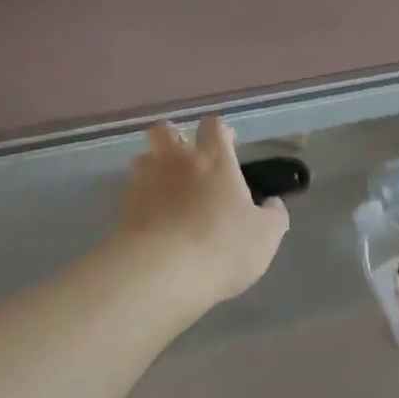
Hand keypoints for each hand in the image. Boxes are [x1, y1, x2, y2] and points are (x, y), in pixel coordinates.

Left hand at [118, 117, 288, 305]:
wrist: (163, 272)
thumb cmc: (223, 246)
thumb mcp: (266, 236)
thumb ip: (273, 215)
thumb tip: (272, 203)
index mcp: (214, 159)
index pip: (214, 125)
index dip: (220, 132)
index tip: (227, 146)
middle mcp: (177, 160)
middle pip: (165, 130)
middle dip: (174, 139)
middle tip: (188, 161)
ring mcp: (146, 181)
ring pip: (143, 158)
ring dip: (154, 167)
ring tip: (166, 189)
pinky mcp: (124, 206)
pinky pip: (133, 191)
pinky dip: (142, 199)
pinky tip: (153, 219)